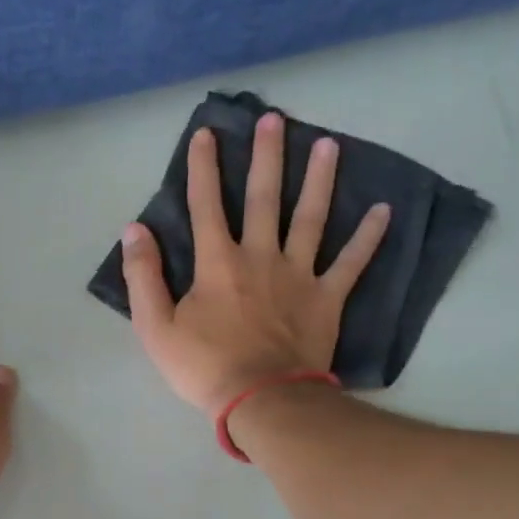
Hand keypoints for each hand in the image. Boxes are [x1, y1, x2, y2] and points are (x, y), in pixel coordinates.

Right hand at [121, 113, 389, 414]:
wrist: (260, 399)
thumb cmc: (204, 367)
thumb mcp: (155, 327)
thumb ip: (143, 277)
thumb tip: (134, 230)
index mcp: (217, 263)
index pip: (206, 205)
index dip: (203, 168)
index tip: (206, 134)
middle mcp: (260, 256)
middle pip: (265, 198)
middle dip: (266, 156)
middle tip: (274, 119)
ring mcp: (298, 275)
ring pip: (311, 218)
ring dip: (319, 179)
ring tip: (328, 145)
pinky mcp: (327, 298)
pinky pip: (351, 263)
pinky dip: (368, 238)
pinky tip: (385, 210)